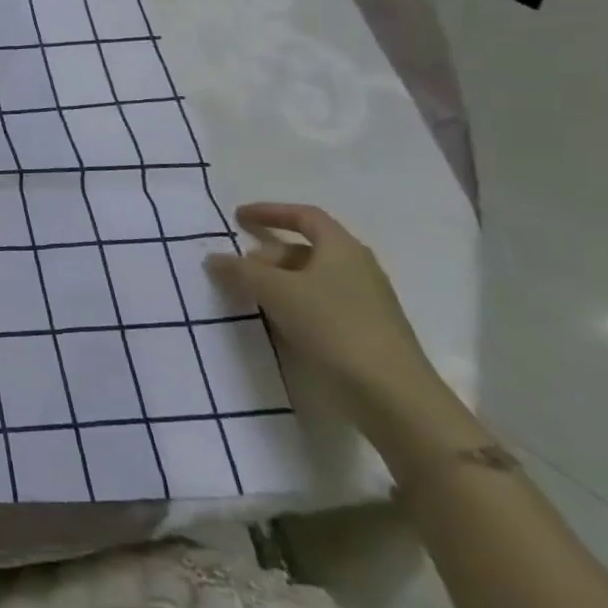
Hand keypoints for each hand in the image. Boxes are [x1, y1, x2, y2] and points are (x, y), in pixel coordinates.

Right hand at [205, 203, 446, 437]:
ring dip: (277, 283)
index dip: (270, 212)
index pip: (305, 216)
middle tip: (237, 270)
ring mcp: (364, 303)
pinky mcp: (363, 332)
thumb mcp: (276, 291)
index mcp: (342, 249)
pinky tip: (274, 323)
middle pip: (306, 249)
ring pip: (311, 280)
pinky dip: (292, 305)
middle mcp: (357, 269)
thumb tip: (214, 258)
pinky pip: (318, 306)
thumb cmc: (333, 326)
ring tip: (248, 297)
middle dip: (267, 255)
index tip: (238, 218)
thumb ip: (241, 271)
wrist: (392, 396)